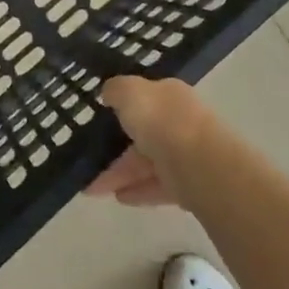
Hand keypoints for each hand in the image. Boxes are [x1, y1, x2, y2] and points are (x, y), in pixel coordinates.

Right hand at [85, 76, 215, 208]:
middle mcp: (181, 121)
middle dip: (116, 148)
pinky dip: (138, 191)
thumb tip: (109, 92)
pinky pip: (158, 186)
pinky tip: (118, 198)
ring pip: (148, 162)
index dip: (123, 106)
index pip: (146, 97)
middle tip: (89, 160)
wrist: (198, 164)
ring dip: (121, 173)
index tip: (100, 118)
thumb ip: (116, 90)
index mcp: (170, 95)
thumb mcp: (129, 92)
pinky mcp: (189, 184)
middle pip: (144, 133)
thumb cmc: (161, 120)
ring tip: (92, 187)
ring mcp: (186, 154)